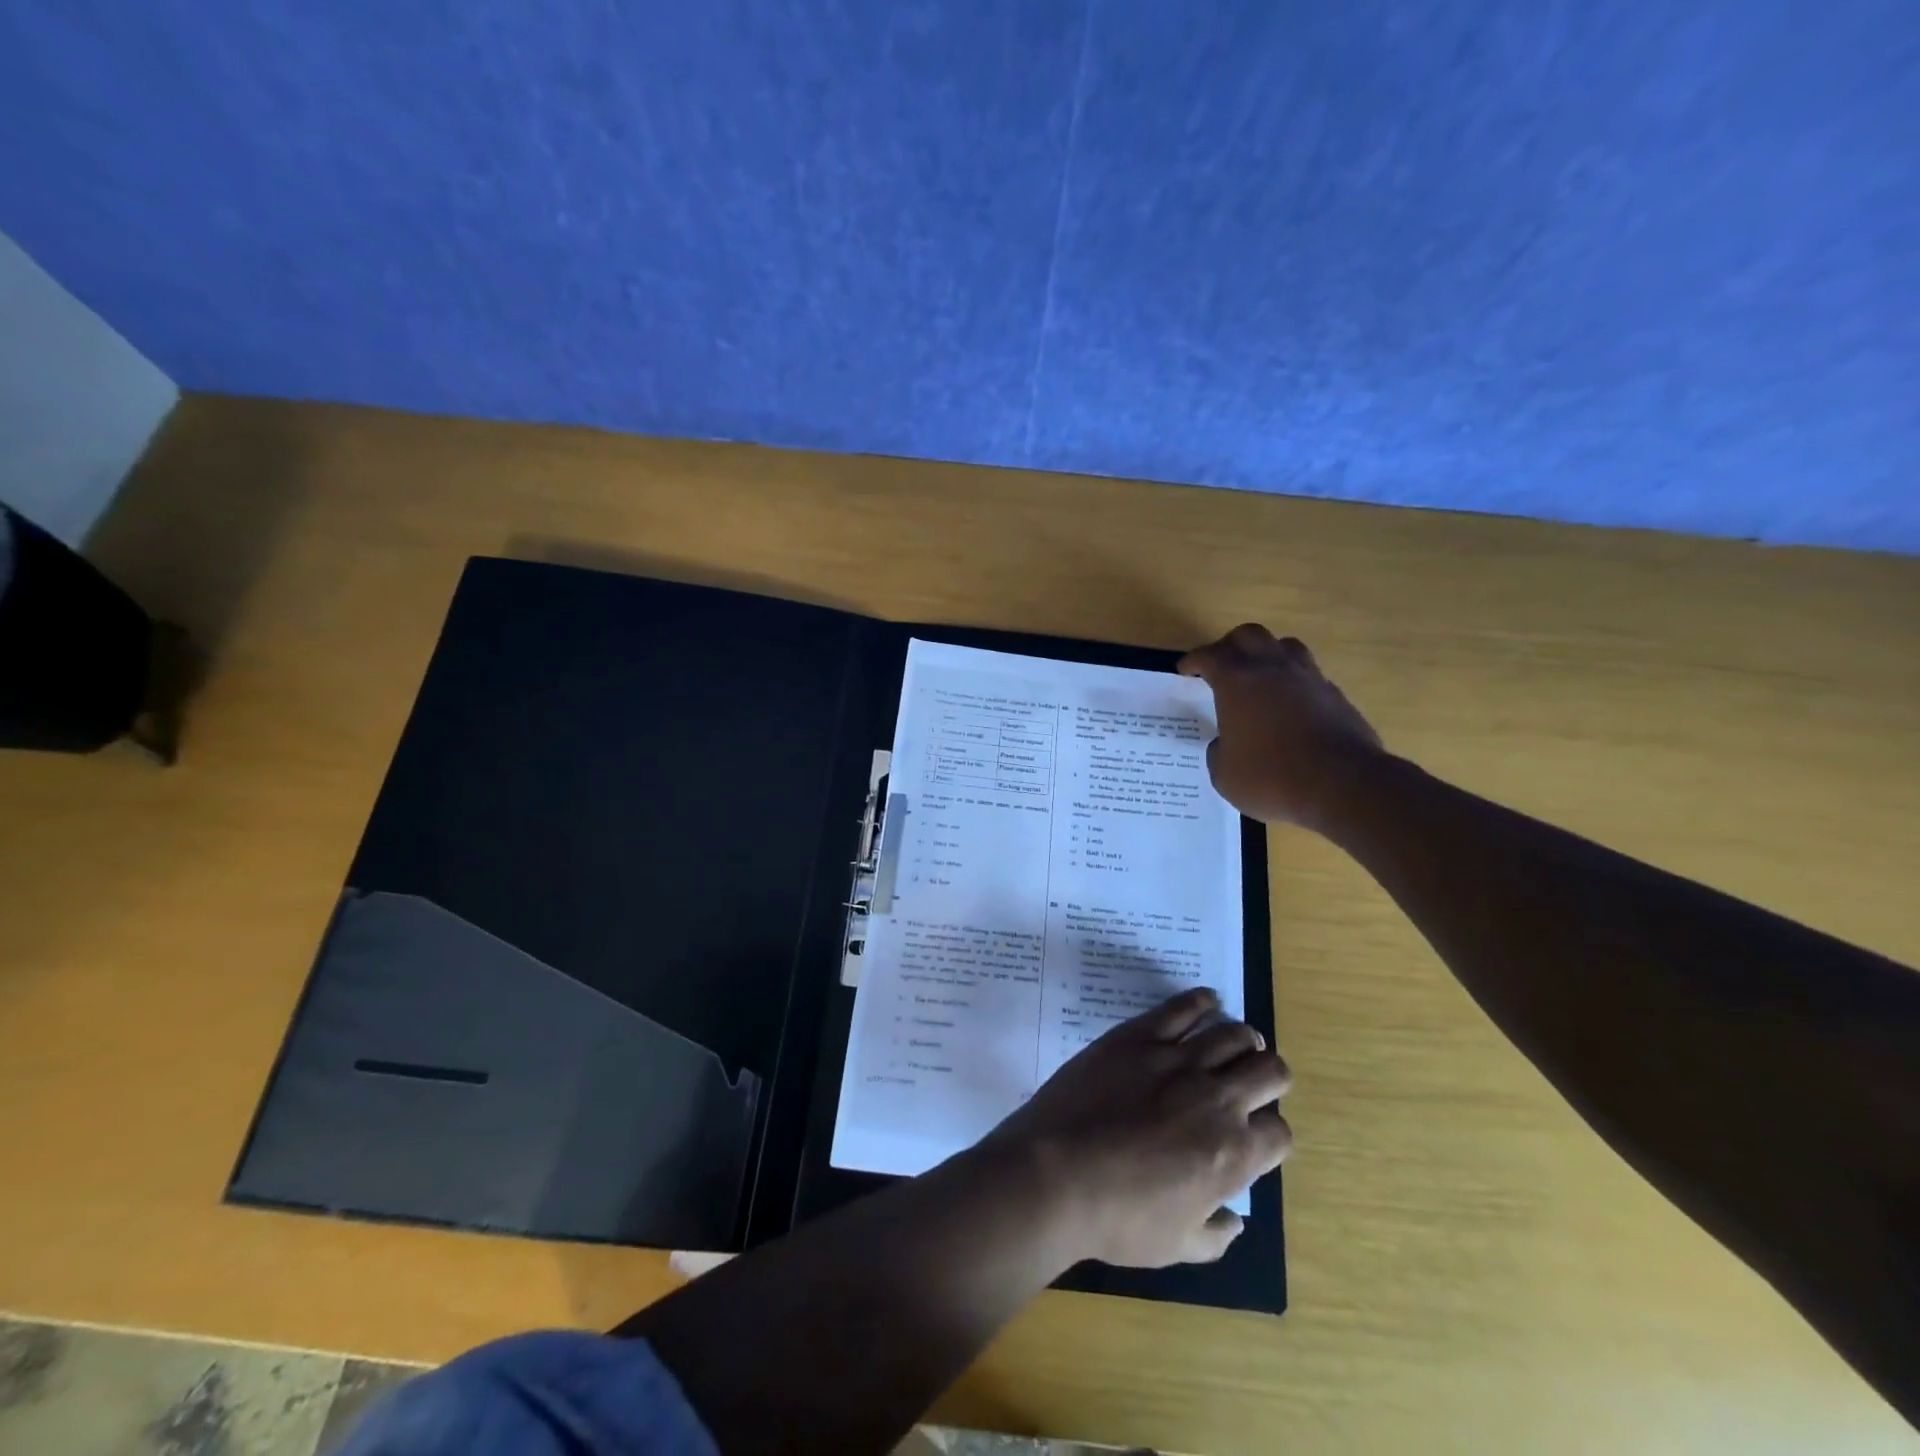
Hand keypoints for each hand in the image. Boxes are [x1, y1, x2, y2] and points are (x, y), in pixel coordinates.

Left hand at [981, 988, 1291, 1267]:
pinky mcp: (1139, 1036)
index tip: (1253, 1135)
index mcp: (1232, 1154)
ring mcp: (1177, 1060)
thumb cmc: (1117, 1218)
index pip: (1279, 1132)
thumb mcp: (1176, 1246)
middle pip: (1270, 1071)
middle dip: (1270, 1077)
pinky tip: (1207, 1002)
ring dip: (1243, 1039)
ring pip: (1233, 1033)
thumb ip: (1215, 1235)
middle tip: (1254, 1082)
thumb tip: (1236, 1221)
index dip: (1271, 1134)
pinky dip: (1201, 1001)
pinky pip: (1182, 1007)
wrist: (1056, 1173)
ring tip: (1237, 1043)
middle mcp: (1217, 1099)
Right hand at [1179, 624, 1384, 829]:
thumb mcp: (1224, 774)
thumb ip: (1218, 752)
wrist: (1343, 785)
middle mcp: (1272, 669)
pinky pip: (1309, 676)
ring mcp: (1309, 678)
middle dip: (1230, 646)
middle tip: (1221, 666)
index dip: (1194, 660)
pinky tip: (1290, 706)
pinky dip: (1294, 683)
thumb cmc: (1271, 777)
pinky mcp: (1336, 696)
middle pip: (1249, 636)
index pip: (1210, 656)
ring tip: (1259, 676)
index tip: (1186, 670)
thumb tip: (1223, 743)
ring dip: (1267, 655)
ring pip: (1285, 646)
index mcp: (1237, 682)